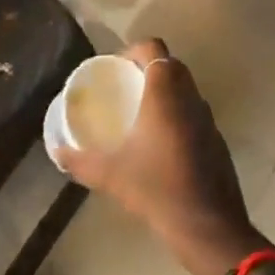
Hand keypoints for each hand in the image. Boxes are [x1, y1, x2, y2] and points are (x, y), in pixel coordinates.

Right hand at [50, 40, 264, 274]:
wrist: (209, 226)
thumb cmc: (158, 189)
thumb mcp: (112, 175)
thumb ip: (81, 161)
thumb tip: (58, 152)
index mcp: (166, 91)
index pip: (154, 47)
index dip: (134, 50)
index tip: (116, 69)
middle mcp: (190, 94)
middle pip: (170, 64)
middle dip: (147, 69)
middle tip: (124, 89)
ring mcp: (207, 115)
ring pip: (184, 87)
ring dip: (164, 91)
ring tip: (140, 114)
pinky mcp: (217, 137)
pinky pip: (194, 110)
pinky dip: (178, 113)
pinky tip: (161, 142)